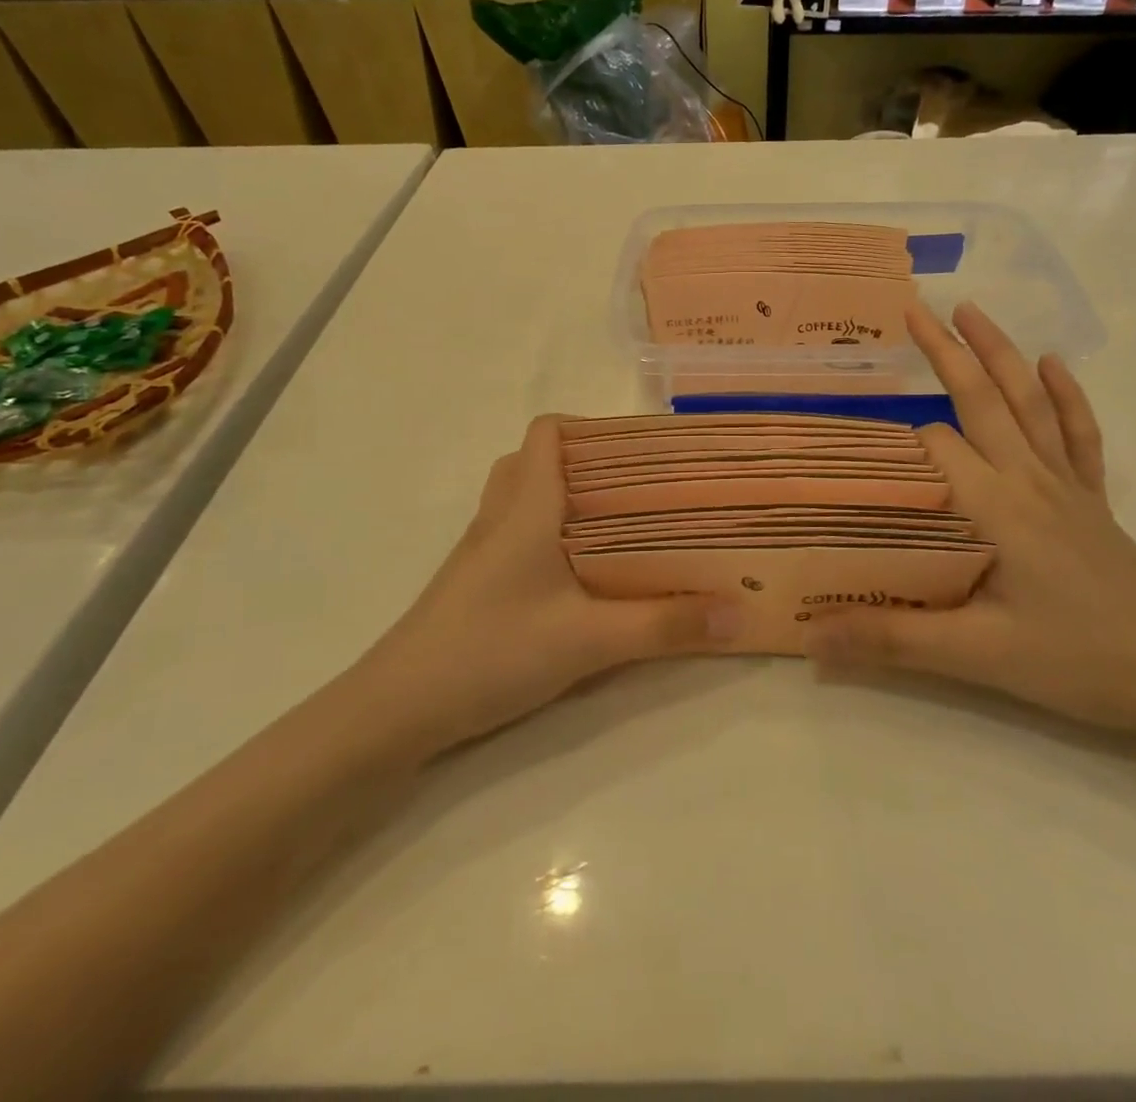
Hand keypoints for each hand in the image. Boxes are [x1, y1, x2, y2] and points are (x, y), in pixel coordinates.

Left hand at [350, 416, 723, 755]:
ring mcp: (480, 550)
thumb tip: (738, 611)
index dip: (591, 426)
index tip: (639, 450)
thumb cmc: (492, 651)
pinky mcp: (473, 582)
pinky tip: (576, 574)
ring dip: (562, 497)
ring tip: (614, 524)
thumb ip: (664, 626)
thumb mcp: (589, 640)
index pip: (547, 431)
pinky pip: (513, 533)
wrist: (397, 709)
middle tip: (637, 488)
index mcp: (527, 507)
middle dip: (586, 462)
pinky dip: (545, 533)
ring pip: (521, 496)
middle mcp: (500, 516)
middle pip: (536, 459)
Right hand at [804, 301, 1135, 734]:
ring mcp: (1065, 484)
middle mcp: (1028, 479)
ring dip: (999, 352)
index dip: (895, 440)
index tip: (857, 433)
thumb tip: (812, 638)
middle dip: (945, 352)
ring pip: (1028, 402)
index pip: (934, 448)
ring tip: (971, 310)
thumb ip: (892, 639)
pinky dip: (1066, 395)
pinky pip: (1078, 433)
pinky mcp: (1091, 498)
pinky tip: (1053, 363)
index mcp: (995, 507)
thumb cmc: (1077, 660)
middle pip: (982, 399)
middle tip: (914, 311)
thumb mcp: (977, 656)